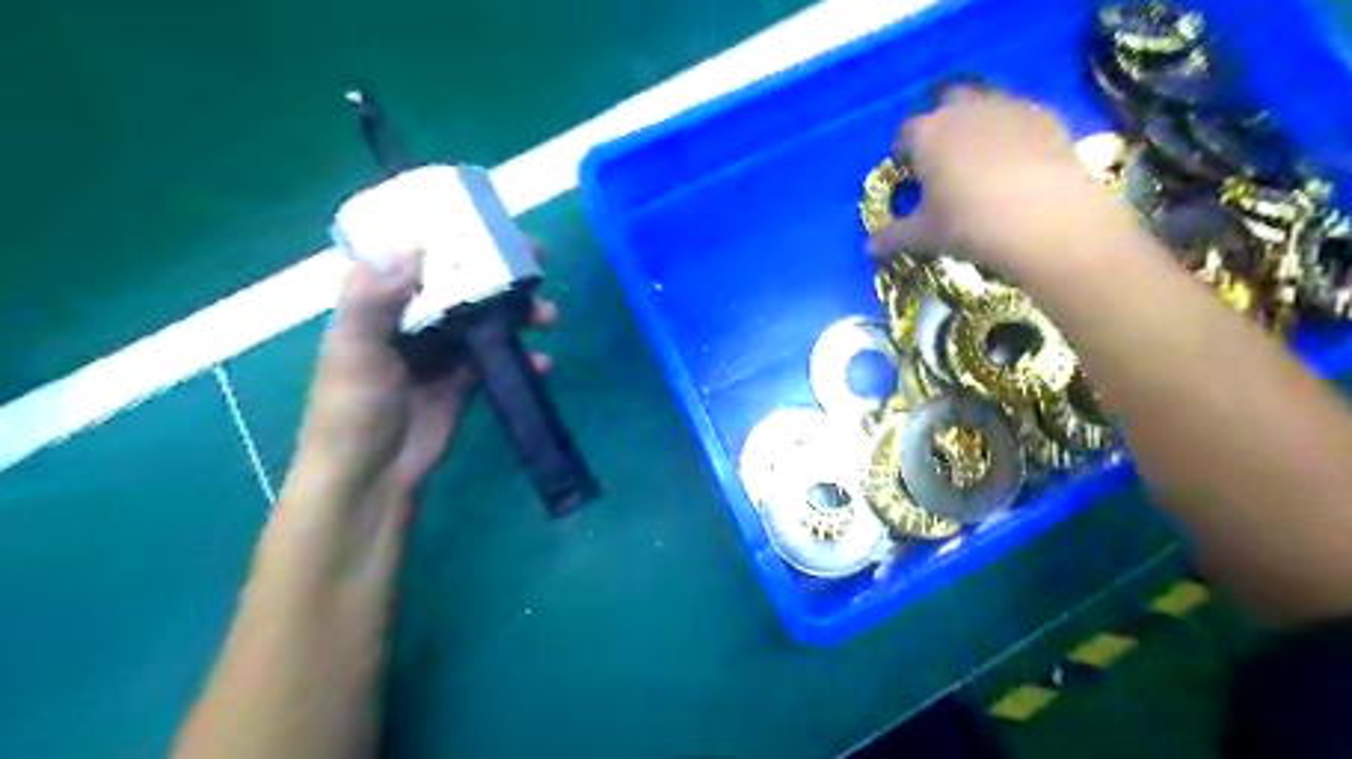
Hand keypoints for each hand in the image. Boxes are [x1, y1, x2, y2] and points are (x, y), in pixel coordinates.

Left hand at [283, 249, 556, 544]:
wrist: (372, 477)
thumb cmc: (352, 412)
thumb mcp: (354, 352)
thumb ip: (373, 300)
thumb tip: (410, 245)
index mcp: (379, 303)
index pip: (417, 254)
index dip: (451, 234)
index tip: (489, 222)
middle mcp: (412, 319)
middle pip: (462, 282)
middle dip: (500, 271)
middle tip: (538, 259)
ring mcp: (442, 351)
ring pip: (487, 318)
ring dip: (520, 314)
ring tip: (549, 316)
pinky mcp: (465, 381)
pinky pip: (499, 359)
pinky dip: (522, 358)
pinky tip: (542, 363)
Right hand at [865, 86, 1136, 280]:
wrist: (1043, 217)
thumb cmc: (968, 224)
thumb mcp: (924, 235)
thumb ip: (893, 237)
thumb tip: (868, 247)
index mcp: (927, 134)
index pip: (905, 133)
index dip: (905, 151)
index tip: (911, 173)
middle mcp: (963, 109)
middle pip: (946, 102)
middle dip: (943, 123)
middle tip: (946, 159)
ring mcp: (1007, 106)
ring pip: (985, 103)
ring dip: (978, 123)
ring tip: (983, 159)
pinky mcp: (1044, 114)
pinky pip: (1019, 115)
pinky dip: (1012, 132)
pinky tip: (1018, 162)